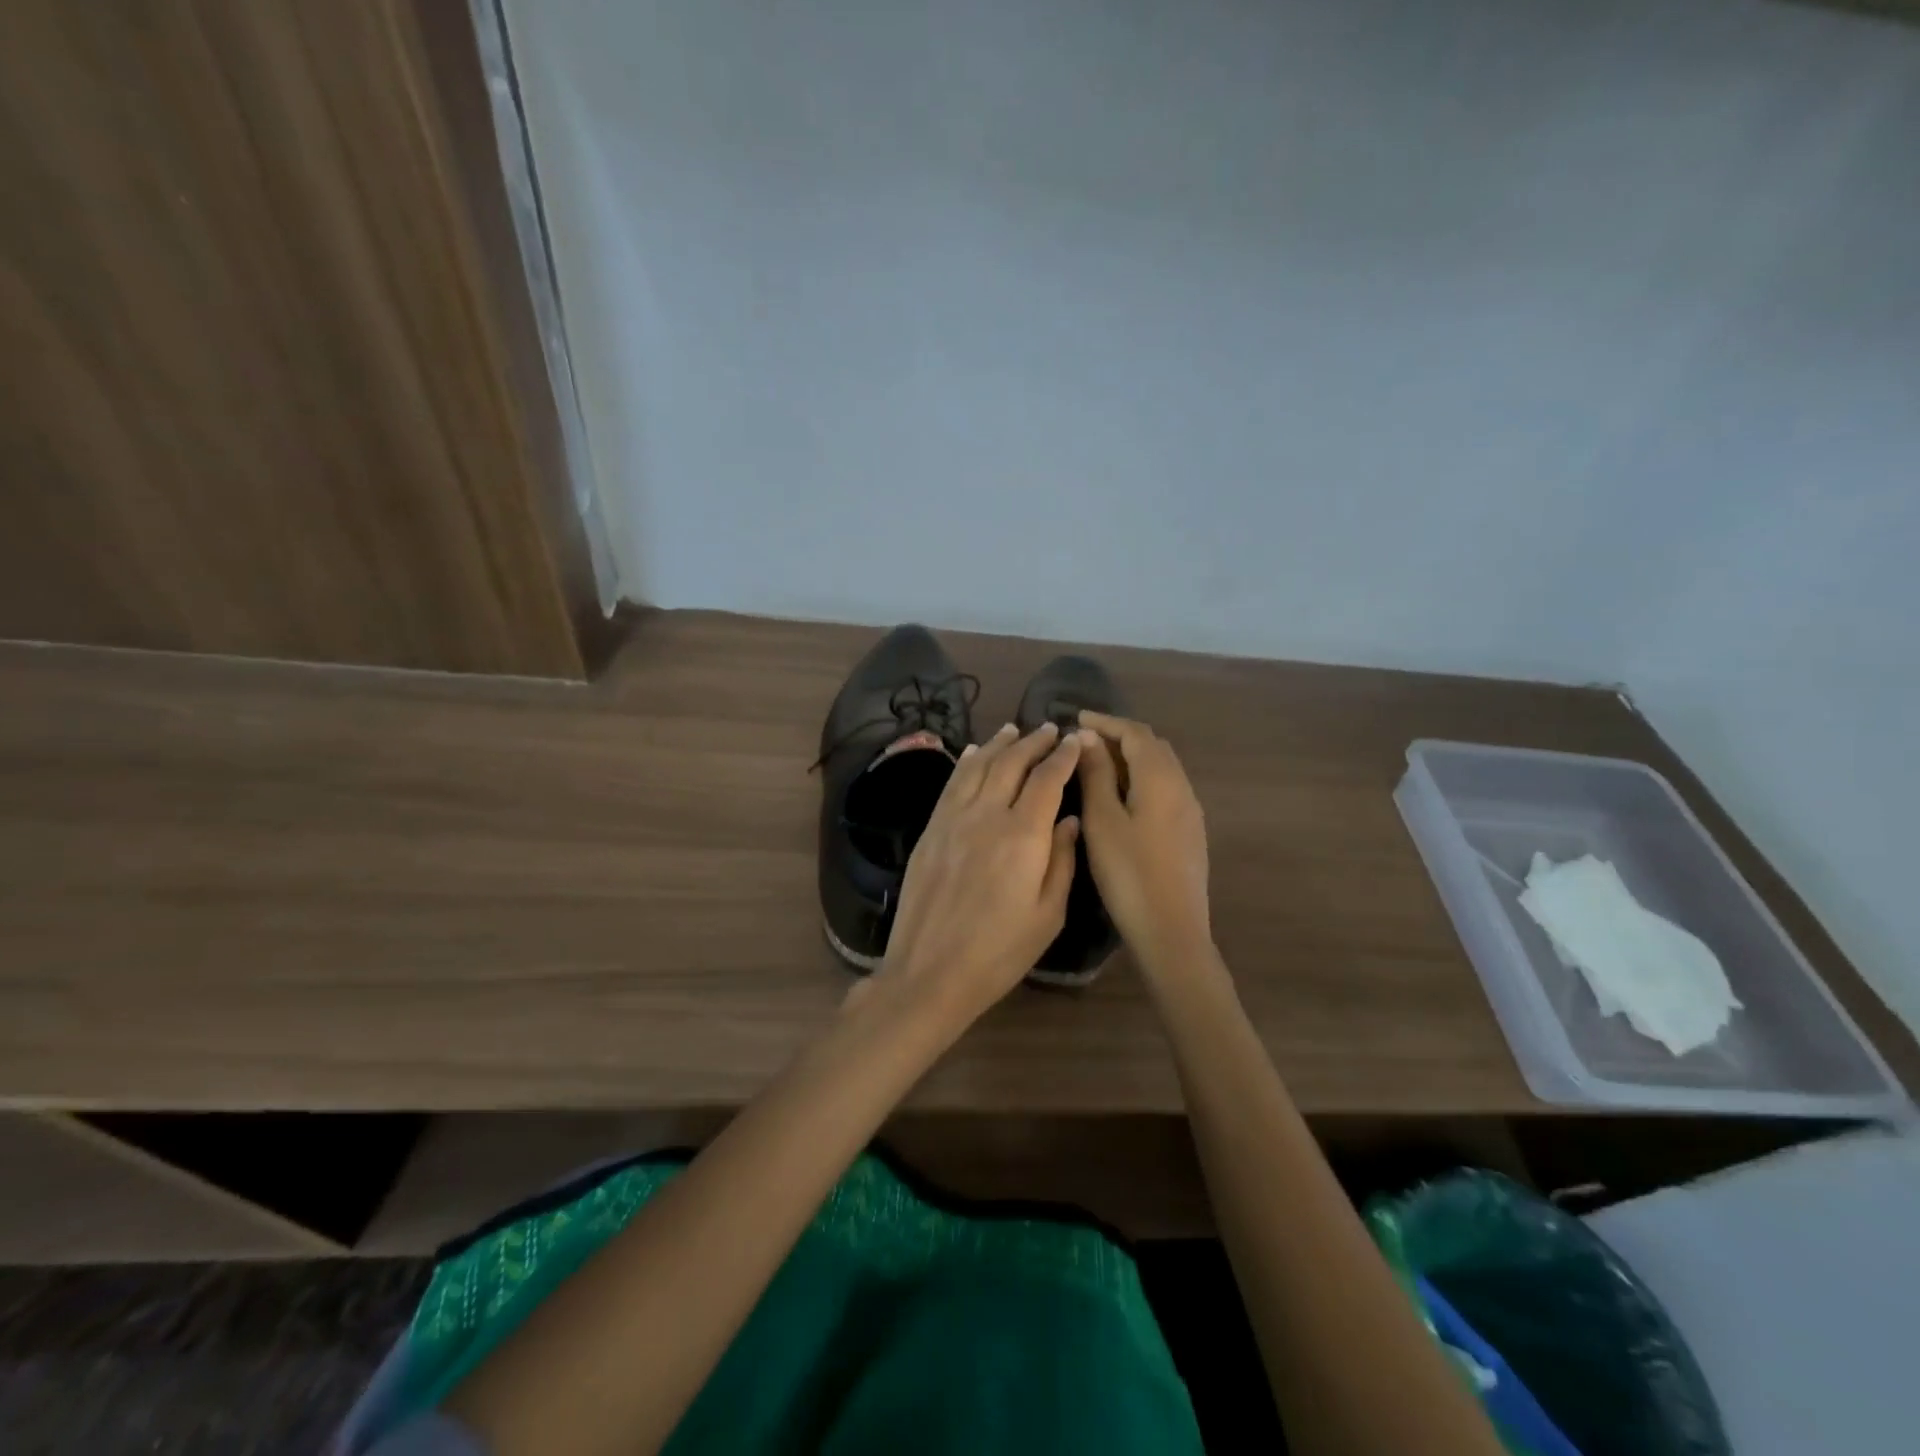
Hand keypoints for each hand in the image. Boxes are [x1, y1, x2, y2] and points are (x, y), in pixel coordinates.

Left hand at [871, 722, 1083, 1031]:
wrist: (930, 972)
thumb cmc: (999, 952)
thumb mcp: (1048, 915)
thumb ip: (1062, 861)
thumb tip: (1068, 820)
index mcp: (1023, 835)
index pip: (1047, 779)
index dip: (1063, 756)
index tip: (1076, 741)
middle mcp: (987, 814)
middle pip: (1012, 763)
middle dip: (1034, 742)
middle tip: (1050, 729)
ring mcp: (953, 819)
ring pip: (979, 766)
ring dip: (999, 744)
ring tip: (1014, 729)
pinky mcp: (930, 830)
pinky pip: (951, 784)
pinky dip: (966, 762)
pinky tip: (974, 753)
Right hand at [1074, 712, 1212, 972]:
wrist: (1172, 930)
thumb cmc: (1129, 873)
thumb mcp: (1103, 820)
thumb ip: (1096, 775)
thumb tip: (1088, 738)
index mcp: (1161, 778)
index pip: (1135, 732)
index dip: (1105, 721)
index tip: (1075, 719)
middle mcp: (1182, 787)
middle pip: (1152, 746)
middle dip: (1119, 736)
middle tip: (1084, 741)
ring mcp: (1190, 811)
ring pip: (1161, 768)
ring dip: (1130, 758)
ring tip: (1096, 766)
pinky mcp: (1189, 833)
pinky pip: (1165, 789)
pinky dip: (1140, 779)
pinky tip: (1120, 798)